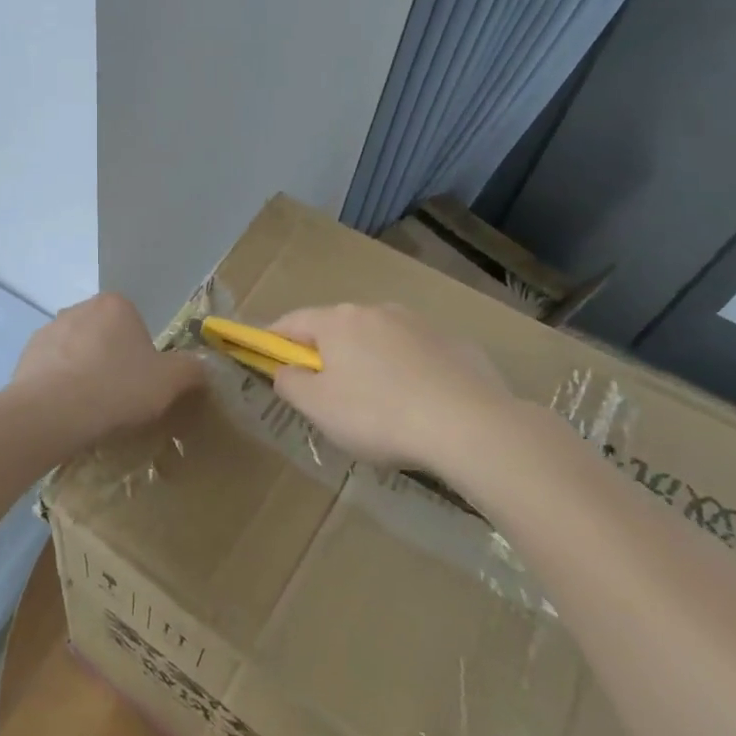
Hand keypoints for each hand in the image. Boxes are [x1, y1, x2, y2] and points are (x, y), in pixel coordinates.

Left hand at [13, 293, 203, 440]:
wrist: (52, 413)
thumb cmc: (117, 388)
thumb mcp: (170, 382)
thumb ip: (191, 369)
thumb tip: (202, 367)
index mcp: (115, 305)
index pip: (136, 325)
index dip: (143, 356)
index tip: (142, 384)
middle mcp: (79, 308)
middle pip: (105, 337)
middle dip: (112, 362)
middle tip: (120, 398)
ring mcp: (49, 330)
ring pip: (77, 353)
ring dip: (84, 373)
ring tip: (91, 410)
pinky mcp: (26, 355)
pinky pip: (52, 370)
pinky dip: (60, 386)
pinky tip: (66, 412)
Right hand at [267, 303, 523, 485]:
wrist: (470, 425)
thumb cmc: (379, 415)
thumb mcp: (319, 408)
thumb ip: (291, 384)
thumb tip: (285, 370)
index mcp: (337, 321)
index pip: (291, 321)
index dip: (273, 339)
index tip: (265, 357)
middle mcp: (376, 311)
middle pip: (336, 329)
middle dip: (325, 354)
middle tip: (324, 393)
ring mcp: (418, 324)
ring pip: (378, 340)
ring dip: (367, 362)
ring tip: (376, 404)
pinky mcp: (453, 343)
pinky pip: (415, 355)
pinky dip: (406, 372)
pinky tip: (417, 405)